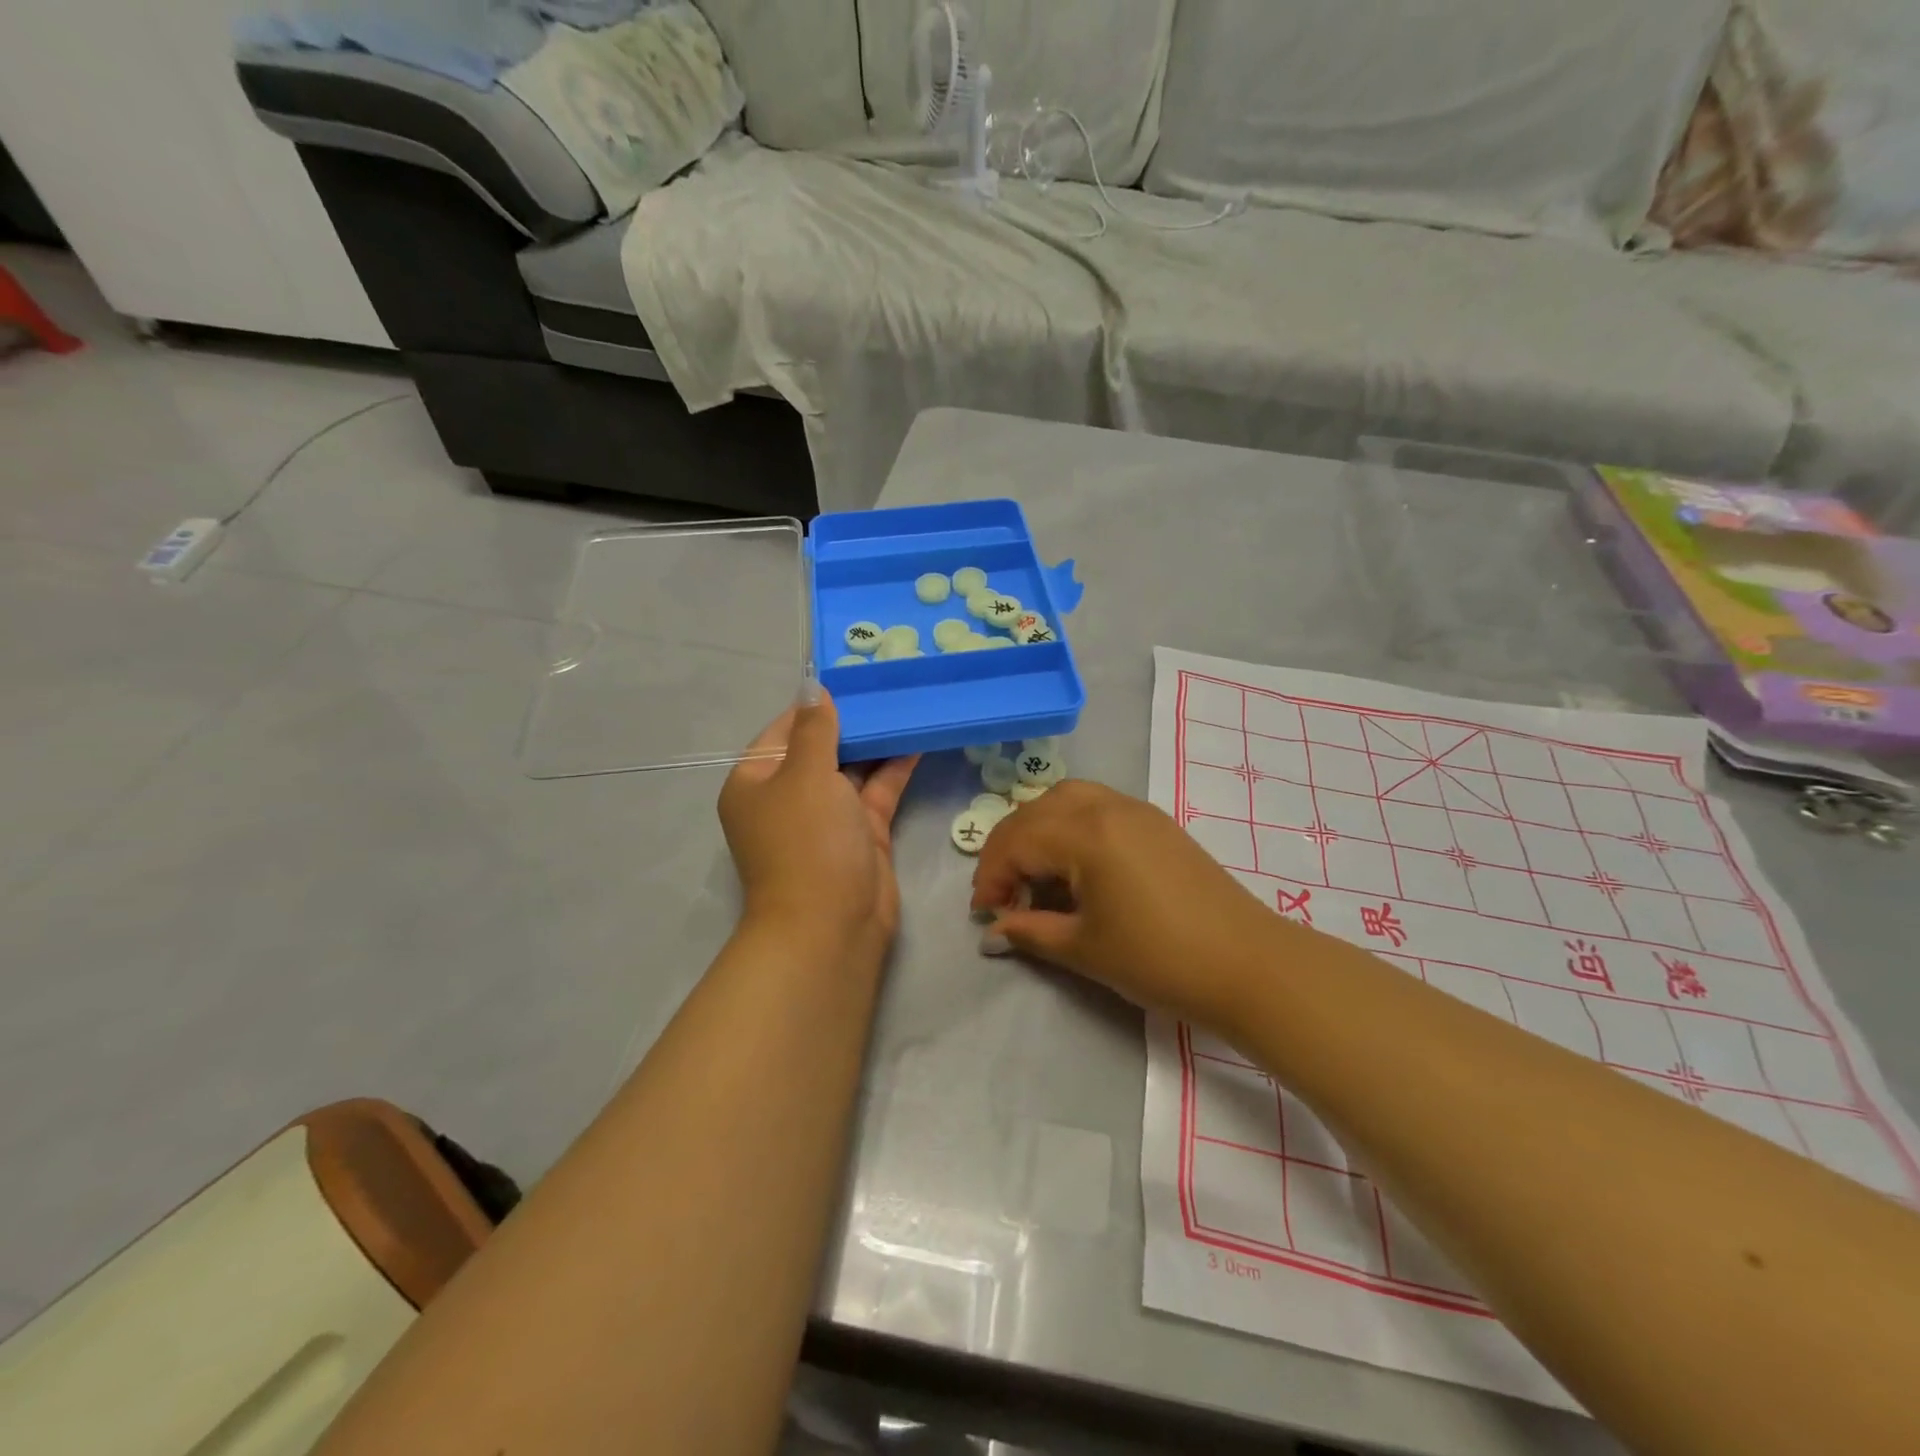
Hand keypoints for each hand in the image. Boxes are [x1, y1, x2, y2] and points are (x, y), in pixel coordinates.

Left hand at [719, 688, 919, 959]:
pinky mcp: (860, 834)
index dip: (815, 705)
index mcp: (756, 781)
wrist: (831, 926)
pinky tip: (918, 739)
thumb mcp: (806, 774)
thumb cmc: (806, 841)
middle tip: (886, 687)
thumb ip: (815, 729)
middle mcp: (788, 797)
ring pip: (852, 769)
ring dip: (876, 742)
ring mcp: (826, 818)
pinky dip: (894, 768)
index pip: (784, 730)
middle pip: (820, 748)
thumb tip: (812, 686)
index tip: (851, 679)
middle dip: (852, 721)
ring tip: (906, 704)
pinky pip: (876, 792)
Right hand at [971, 781, 1282, 1028]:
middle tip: (1005, 894)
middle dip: (1010, 849)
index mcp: (1085, 833)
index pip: (1016, 841)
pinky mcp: (1156, 822)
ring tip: (1037, 873)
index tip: (985, 913)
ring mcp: (1136, 809)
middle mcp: (1107, 806)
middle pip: (1036, 812)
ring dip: (1039, 830)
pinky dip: (1071, 826)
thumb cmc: (1158, 959)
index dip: (991, 876)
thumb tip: (993, 930)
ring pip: (1067, 799)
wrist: (1247, 965)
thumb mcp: (1084, 949)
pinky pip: (1097, 806)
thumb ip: (1030, 931)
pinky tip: (1076, 867)